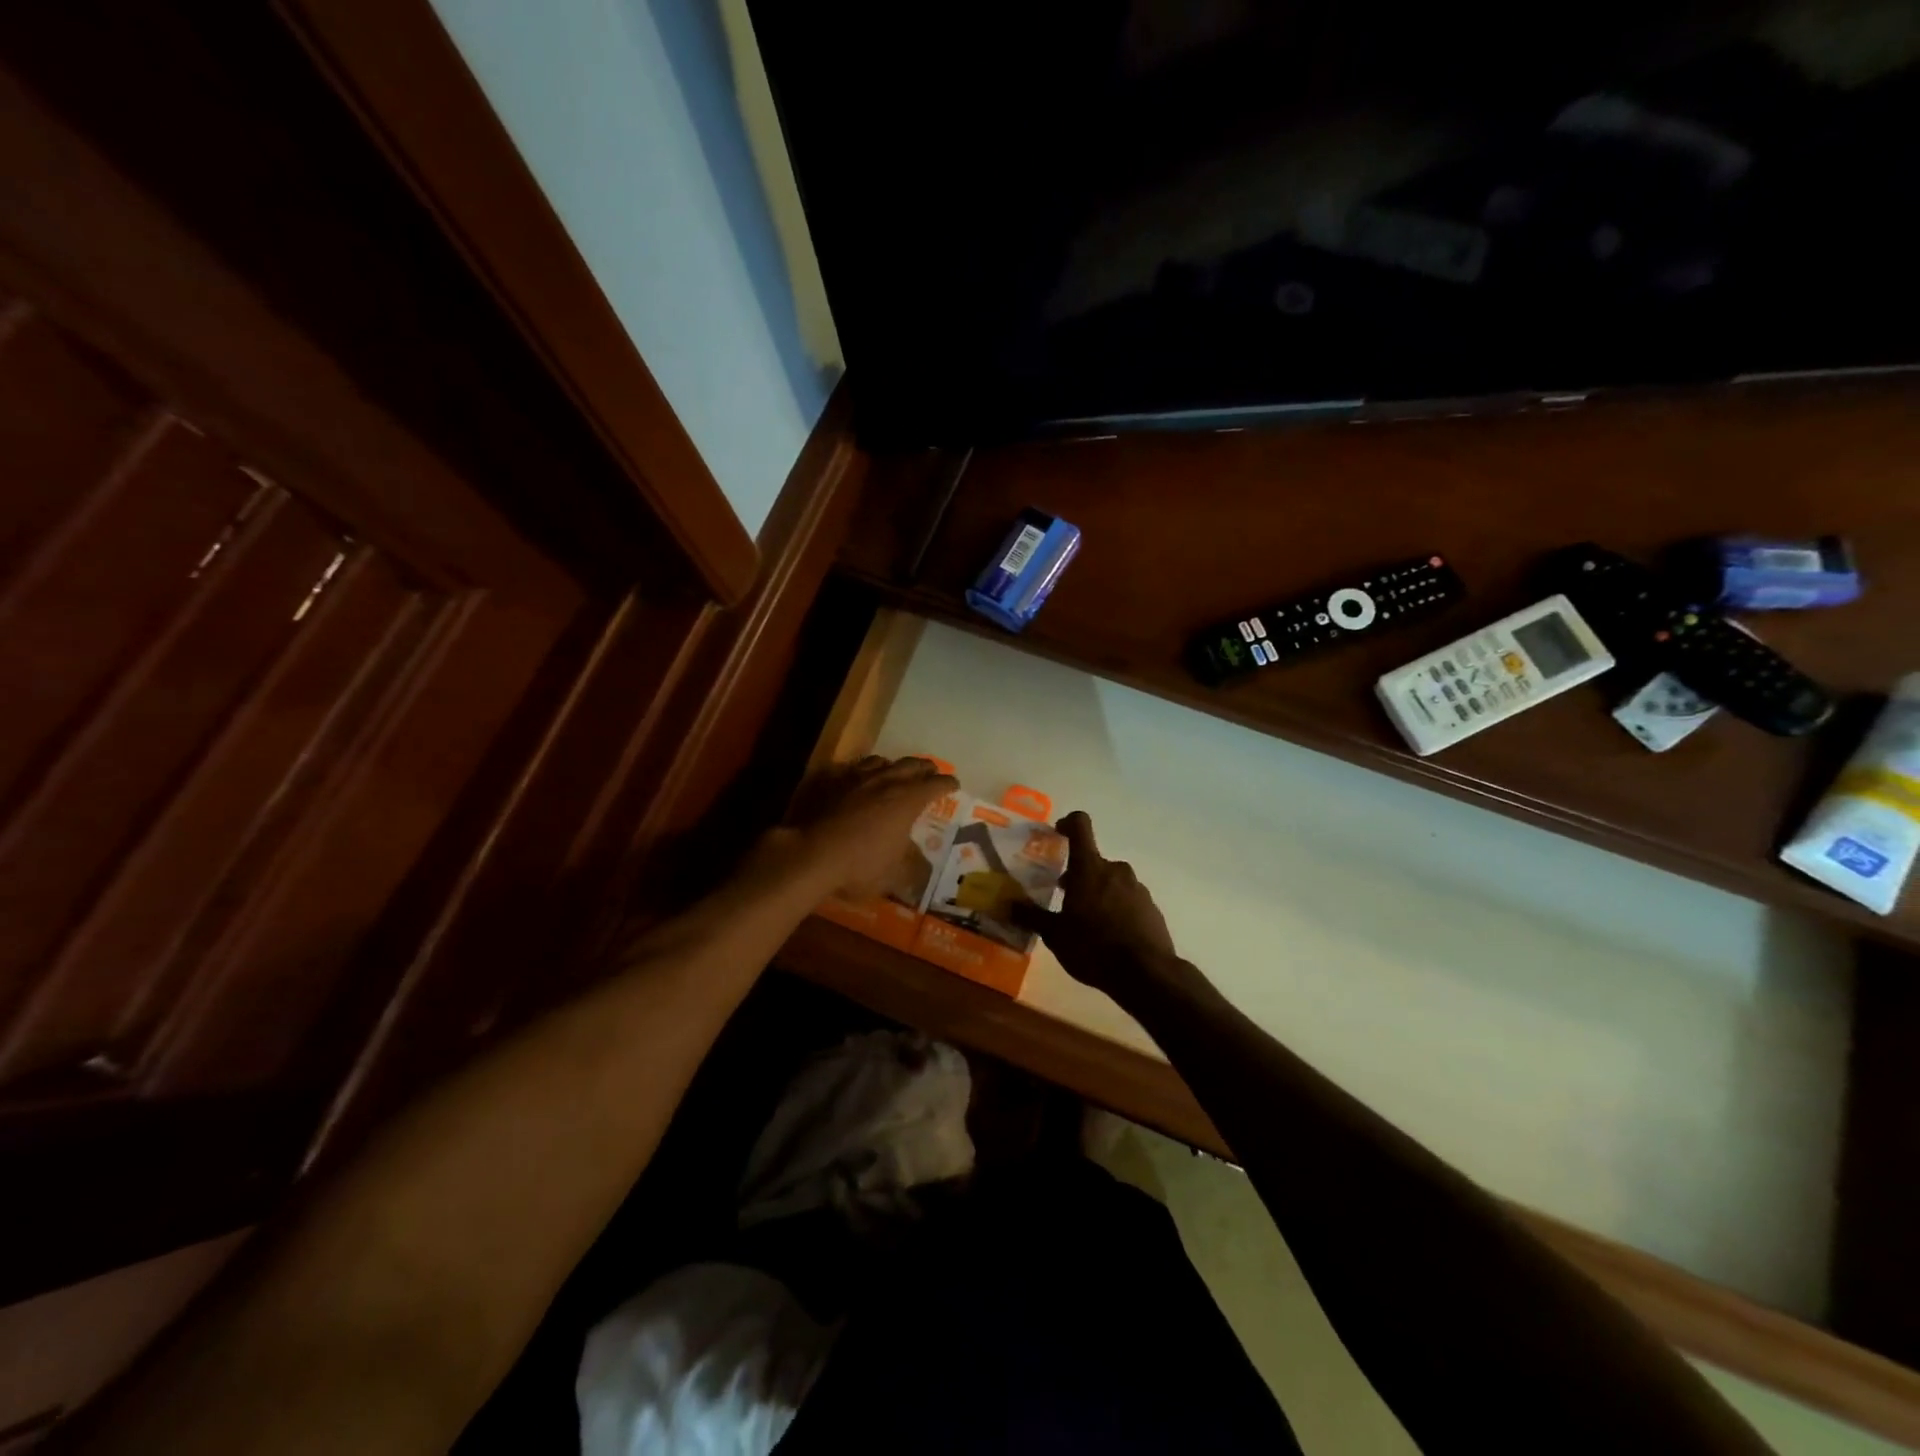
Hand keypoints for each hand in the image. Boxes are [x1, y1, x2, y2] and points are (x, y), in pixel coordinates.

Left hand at [778, 756, 959, 899]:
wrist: (812, 855)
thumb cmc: (861, 866)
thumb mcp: (894, 874)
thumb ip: (911, 866)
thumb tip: (923, 868)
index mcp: (907, 800)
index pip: (935, 785)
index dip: (947, 784)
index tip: (954, 784)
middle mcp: (885, 782)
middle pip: (911, 765)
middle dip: (924, 768)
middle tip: (931, 771)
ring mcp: (856, 779)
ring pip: (880, 761)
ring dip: (893, 765)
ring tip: (895, 770)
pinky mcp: (831, 782)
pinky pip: (852, 769)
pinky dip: (862, 771)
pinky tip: (858, 778)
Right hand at [1011, 811, 1185, 1000]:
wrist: (1147, 974)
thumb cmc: (1093, 947)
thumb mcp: (1055, 935)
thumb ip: (1031, 916)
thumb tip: (1007, 904)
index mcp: (1089, 868)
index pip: (1080, 825)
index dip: (1068, 823)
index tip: (1057, 833)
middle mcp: (1116, 870)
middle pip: (1092, 861)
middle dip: (1077, 875)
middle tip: (1063, 899)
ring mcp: (1137, 888)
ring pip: (1111, 881)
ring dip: (1097, 893)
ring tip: (1086, 924)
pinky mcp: (1151, 908)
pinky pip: (1128, 900)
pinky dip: (1116, 909)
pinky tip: (1109, 936)